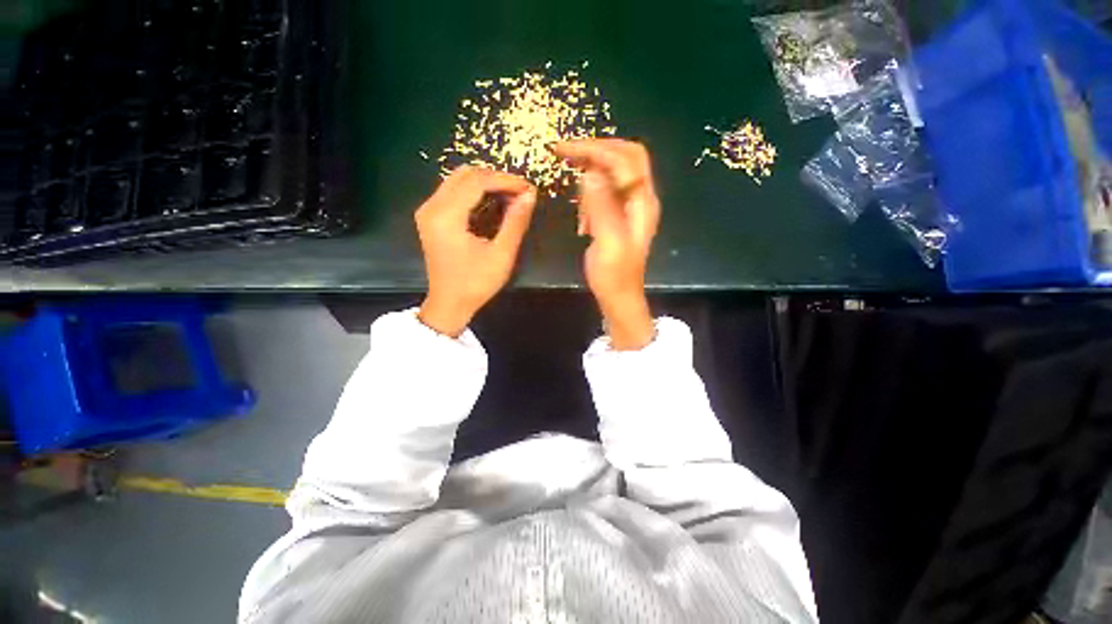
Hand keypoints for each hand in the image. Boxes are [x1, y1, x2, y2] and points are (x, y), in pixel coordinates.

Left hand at [416, 166, 537, 336]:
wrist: (449, 303)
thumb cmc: (476, 283)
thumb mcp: (501, 255)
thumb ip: (516, 222)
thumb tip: (529, 196)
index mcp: (446, 216)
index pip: (477, 181)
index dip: (505, 180)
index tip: (528, 189)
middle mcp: (431, 206)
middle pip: (465, 174)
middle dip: (496, 178)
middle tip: (520, 192)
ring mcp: (428, 210)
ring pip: (458, 180)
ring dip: (486, 183)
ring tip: (511, 195)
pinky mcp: (431, 216)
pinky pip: (453, 191)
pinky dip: (475, 192)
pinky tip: (493, 201)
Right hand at [552, 139, 659, 349]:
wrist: (619, 296)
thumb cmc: (615, 274)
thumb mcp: (608, 242)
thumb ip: (602, 206)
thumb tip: (589, 173)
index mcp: (642, 202)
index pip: (625, 160)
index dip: (596, 149)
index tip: (565, 150)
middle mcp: (641, 198)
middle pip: (624, 157)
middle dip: (595, 150)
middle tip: (565, 152)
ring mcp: (631, 206)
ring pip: (615, 172)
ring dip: (592, 169)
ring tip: (571, 179)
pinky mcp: (619, 215)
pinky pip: (607, 191)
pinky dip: (591, 191)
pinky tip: (581, 211)